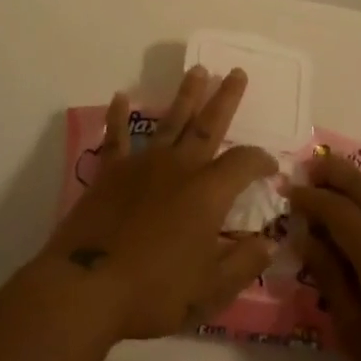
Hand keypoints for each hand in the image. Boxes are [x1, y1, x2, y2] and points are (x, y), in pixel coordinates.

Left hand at [43, 66, 277, 341]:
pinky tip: (120, 97)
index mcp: (208, 192)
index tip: (272, 167)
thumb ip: (243, 263)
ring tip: (197, 69)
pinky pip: (116, 137)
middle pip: (208, 125)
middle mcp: (179, 167)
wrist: (89, 286)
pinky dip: (118, 116)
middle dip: (225, 98)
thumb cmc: (155, 291)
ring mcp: (143, 164)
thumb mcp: (211, 289)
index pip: (244, 163)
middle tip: (237, 72)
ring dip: (185, 95)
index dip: (261, 161)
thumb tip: (270, 242)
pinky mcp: (111, 171)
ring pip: (170, 120)